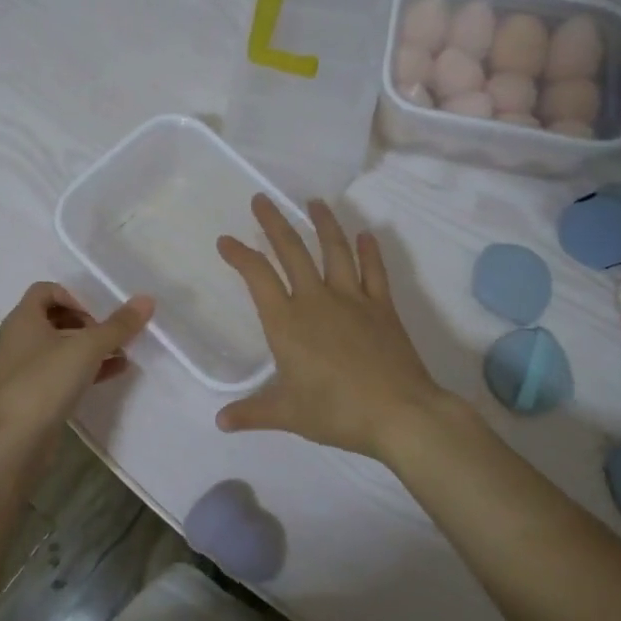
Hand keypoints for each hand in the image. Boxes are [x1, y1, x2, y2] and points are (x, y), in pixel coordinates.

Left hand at [0, 282, 153, 456]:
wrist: (18, 440)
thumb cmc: (47, 382)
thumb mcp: (88, 348)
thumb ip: (118, 325)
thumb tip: (147, 299)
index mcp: (23, 319)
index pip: (45, 290)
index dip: (74, 296)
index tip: (96, 316)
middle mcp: (19, 338)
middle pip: (55, 317)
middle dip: (87, 323)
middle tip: (109, 335)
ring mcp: (24, 368)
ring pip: (61, 346)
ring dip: (91, 347)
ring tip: (122, 353)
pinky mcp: (33, 393)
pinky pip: (62, 371)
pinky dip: (86, 368)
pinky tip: (115, 372)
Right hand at [216, 197, 452, 462]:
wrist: (400, 413)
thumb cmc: (337, 412)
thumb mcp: (288, 415)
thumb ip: (252, 413)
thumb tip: (220, 421)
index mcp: (287, 322)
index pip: (258, 277)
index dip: (240, 255)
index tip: (226, 241)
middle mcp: (316, 300)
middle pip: (292, 251)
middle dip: (274, 222)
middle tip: (262, 199)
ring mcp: (353, 299)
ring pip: (335, 250)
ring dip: (323, 224)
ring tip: (314, 202)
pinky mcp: (382, 307)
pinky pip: (374, 271)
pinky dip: (369, 251)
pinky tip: (366, 235)